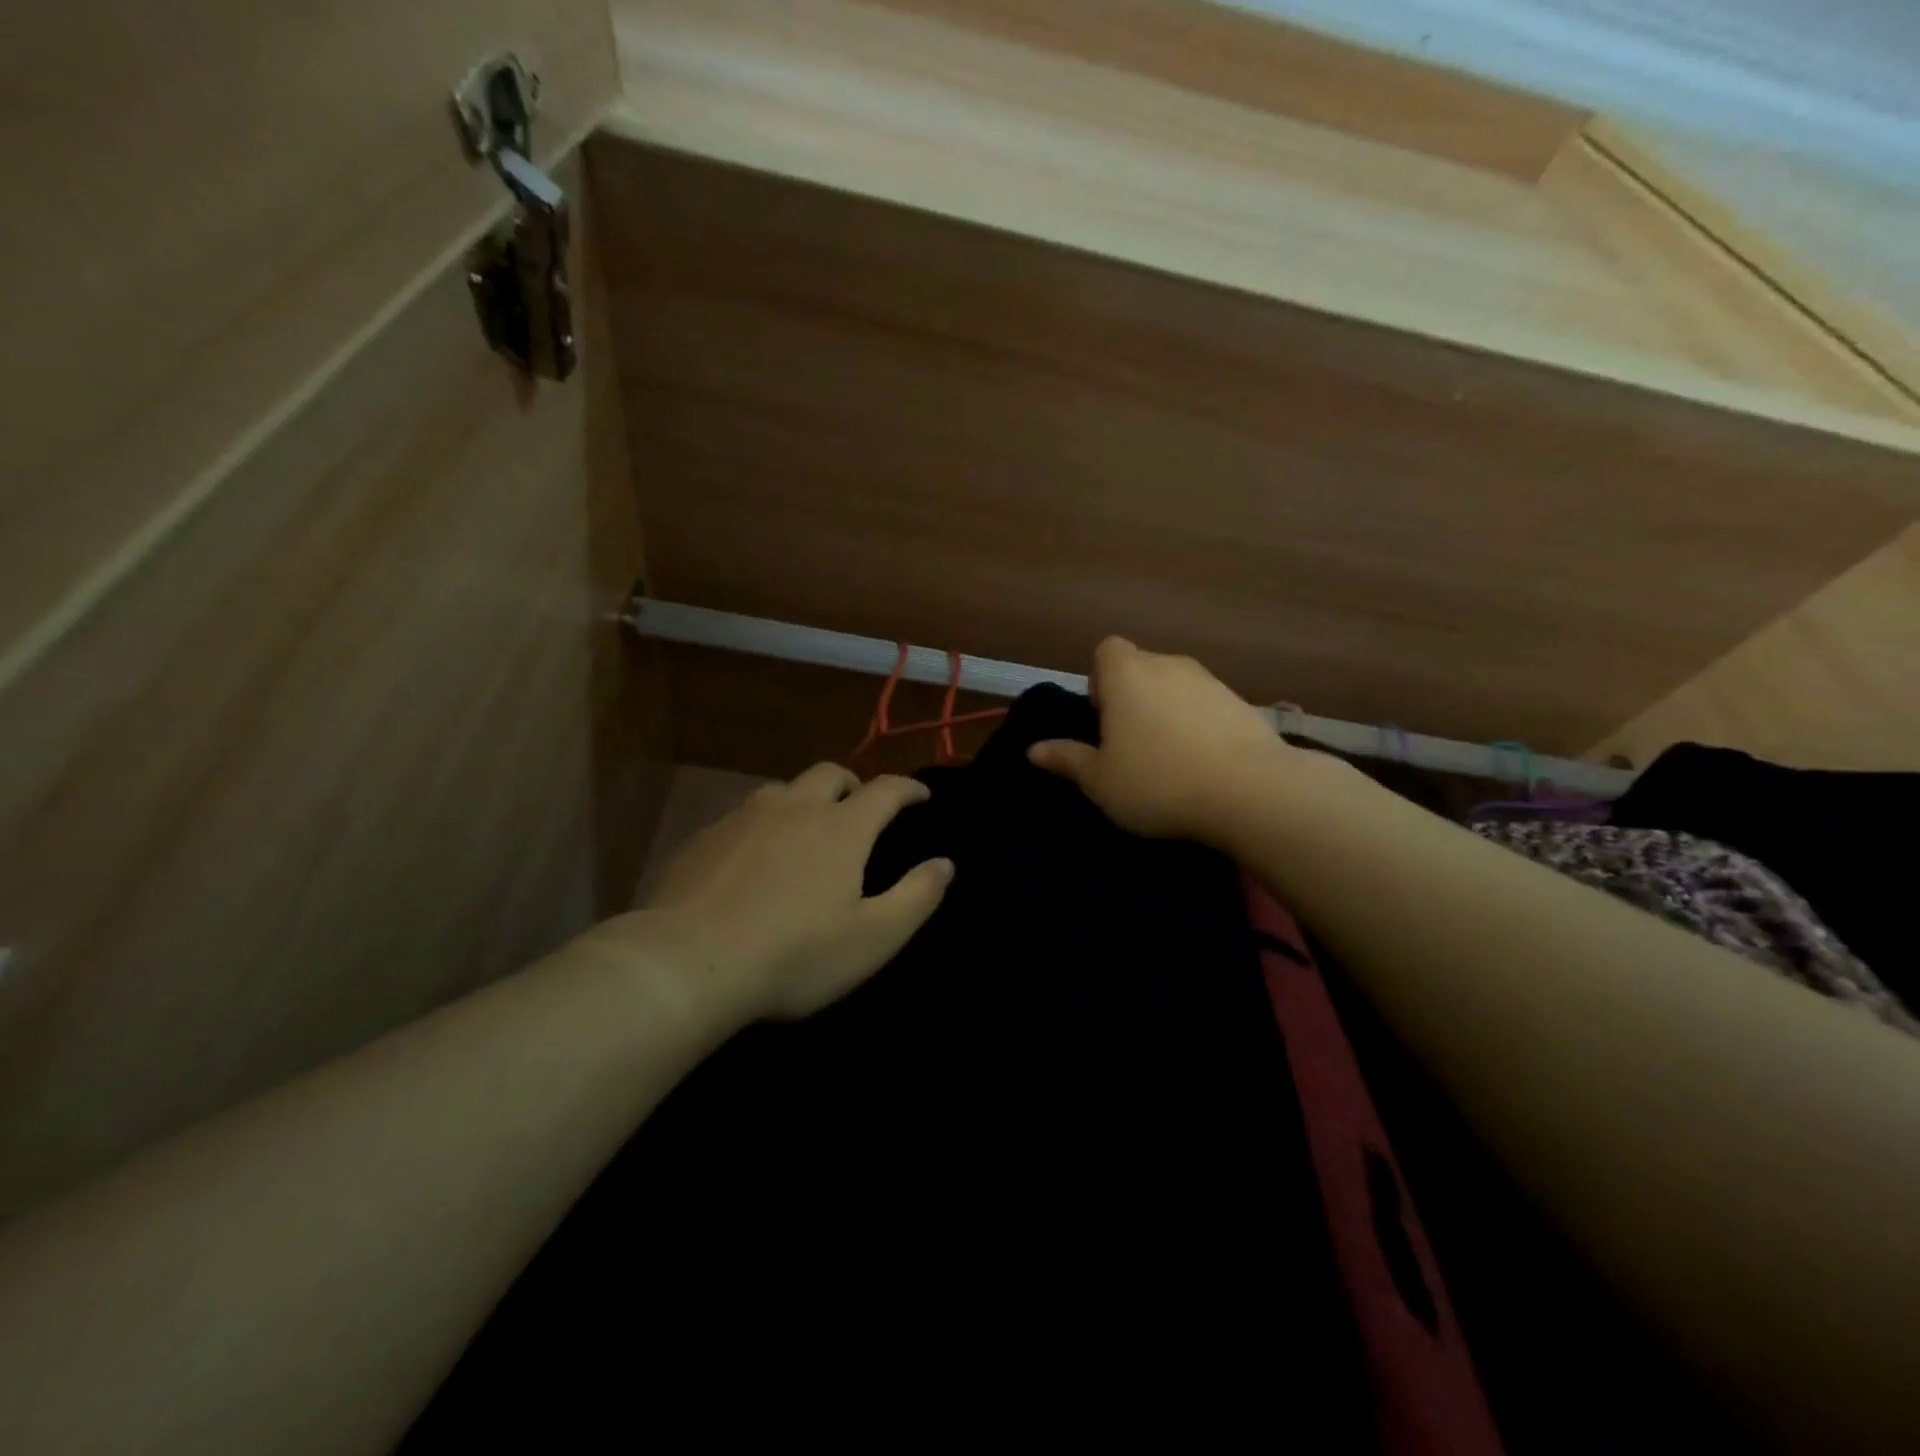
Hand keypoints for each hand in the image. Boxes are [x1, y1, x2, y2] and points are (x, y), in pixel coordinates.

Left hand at [626, 764, 952, 1023]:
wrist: (686, 963)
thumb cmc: (794, 954)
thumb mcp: (873, 938)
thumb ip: (917, 896)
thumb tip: (945, 863)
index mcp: (841, 827)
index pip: (885, 790)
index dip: (908, 788)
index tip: (921, 795)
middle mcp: (794, 807)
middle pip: (830, 773)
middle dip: (853, 784)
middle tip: (861, 808)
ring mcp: (744, 818)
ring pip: (783, 789)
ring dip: (805, 799)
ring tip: (807, 828)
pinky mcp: (704, 837)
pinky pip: (743, 815)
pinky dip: (763, 824)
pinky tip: (754, 856)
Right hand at [1028, 637, 1286, 841]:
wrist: (1249, 791)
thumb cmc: (1157, 782)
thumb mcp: (1100, 781)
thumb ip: (1067, 760)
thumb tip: (1033, 751)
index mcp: (1127, 675)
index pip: (1107, 650)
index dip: (1099, 677)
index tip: (1102, 716)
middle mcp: (1168, 665)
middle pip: (1142, 666)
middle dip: (1132, 696)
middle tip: (1130, 742)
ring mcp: (1210, 681)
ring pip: (1176, 686)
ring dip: (1167, 710)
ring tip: (1168, 756)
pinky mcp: (1242, 703)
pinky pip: (1207, 705)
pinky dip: (1199, 724)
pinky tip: (1202, 762)